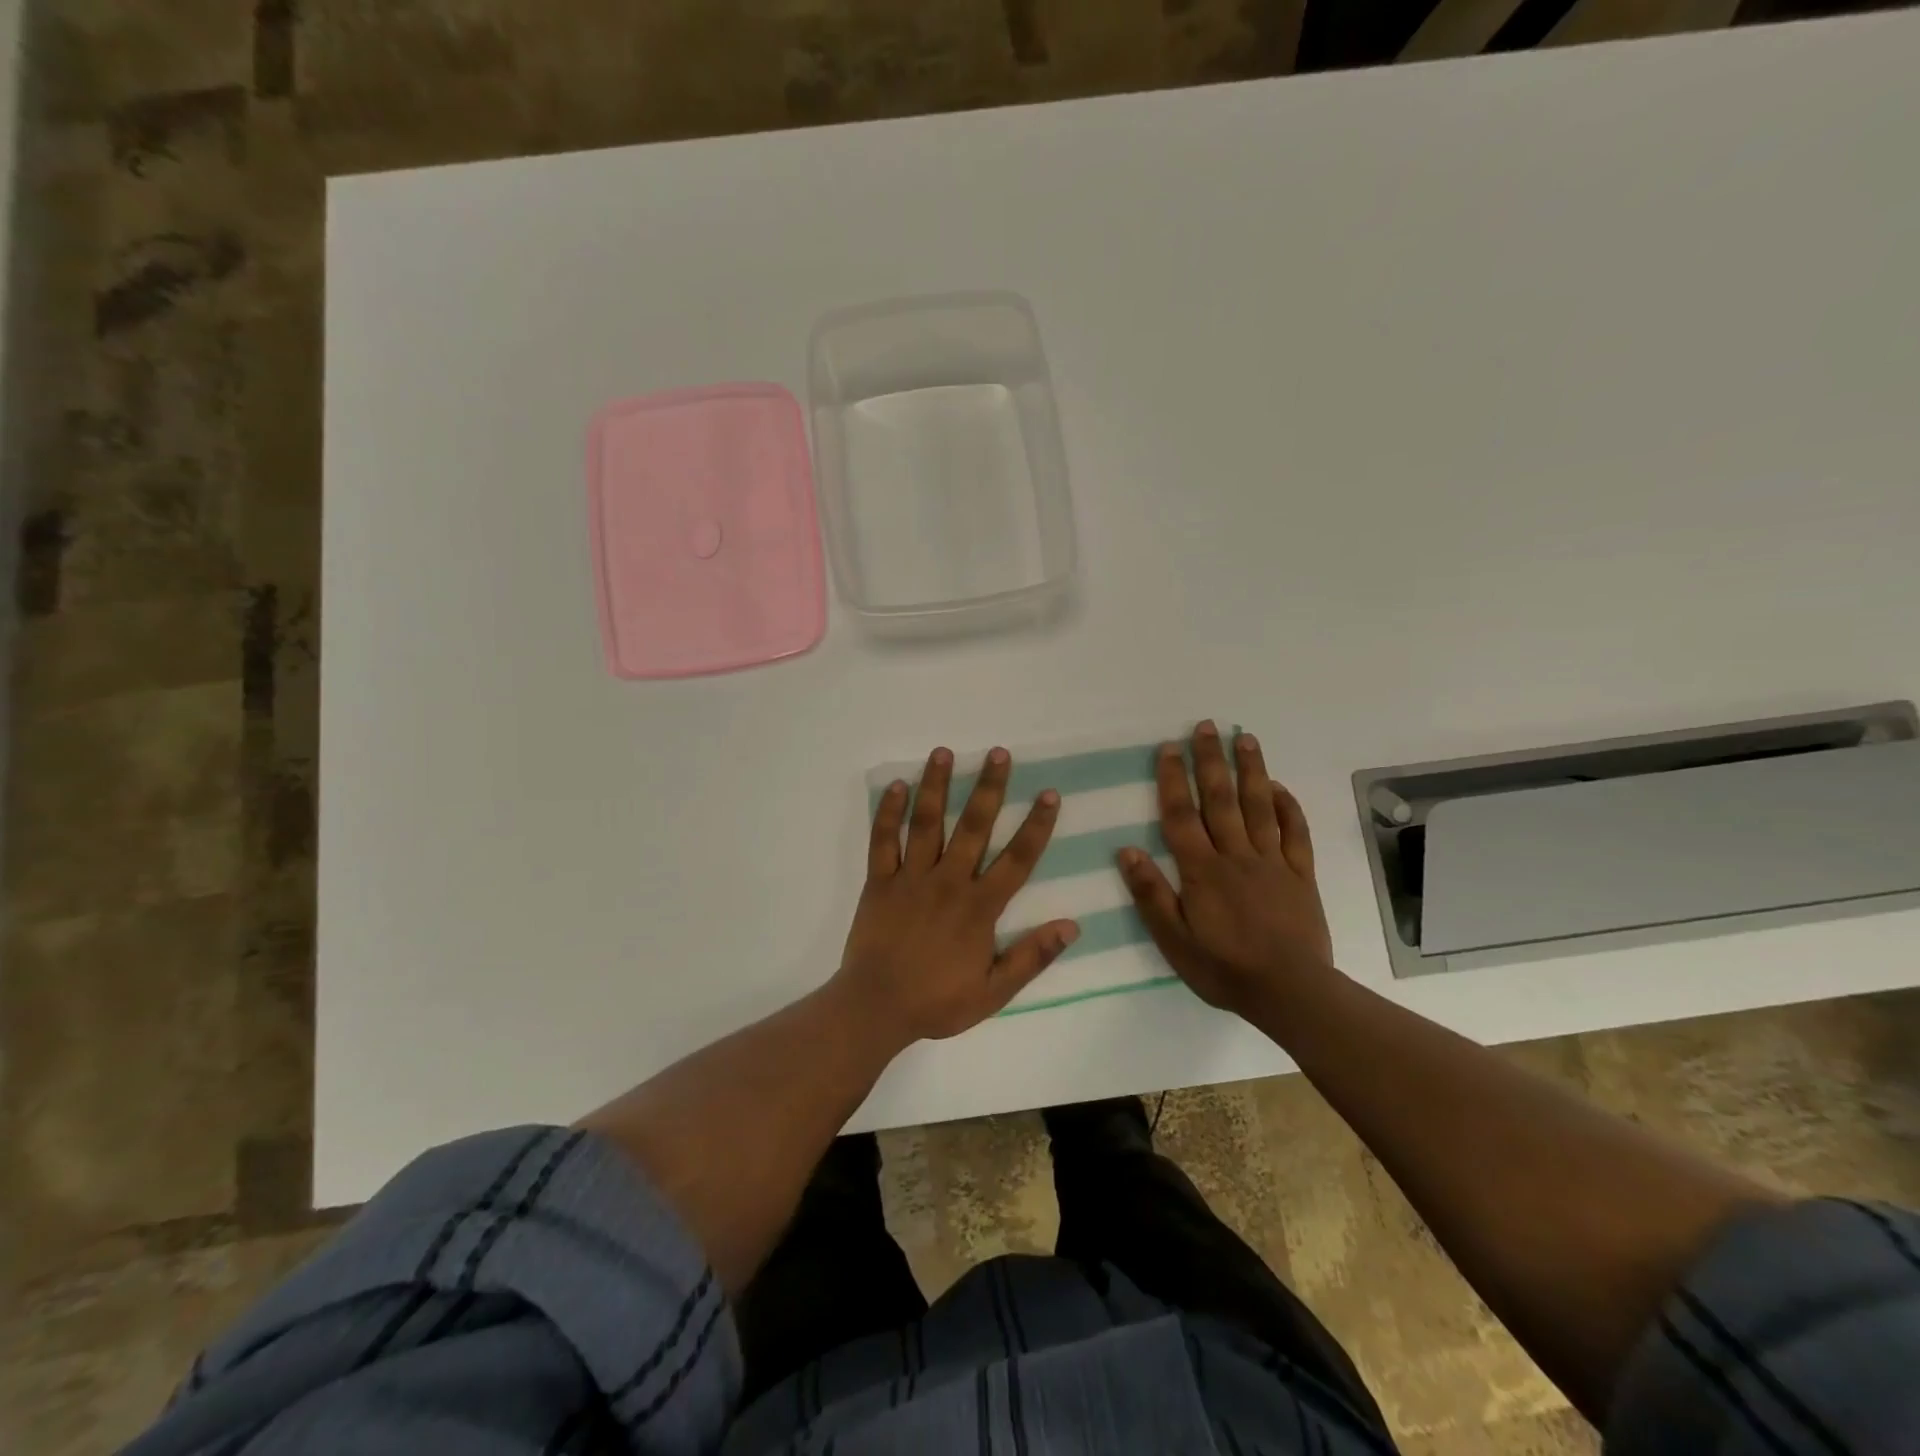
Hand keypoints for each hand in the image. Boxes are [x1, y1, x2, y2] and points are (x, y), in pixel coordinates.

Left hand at [835, 746, 1079, 1045]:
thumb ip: (1032, 956)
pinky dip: (888, 813)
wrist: (876, 1008)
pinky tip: (895, 786)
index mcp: (979, 907)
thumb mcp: (994, 991)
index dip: (1036, 825)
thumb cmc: (937, 1002)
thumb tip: (1072, 925)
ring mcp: (911, 877)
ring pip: (927, 823)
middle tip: (998, 753)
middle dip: (988, 788)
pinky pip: (883, 840)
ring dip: (936, 786)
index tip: (1049, 794)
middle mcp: (948, 881)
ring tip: (943, 752)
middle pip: (974, 826)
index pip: (1017, 859)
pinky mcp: (879, 881)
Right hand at [1117, 722, 1335, 1018]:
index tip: (1169, 748)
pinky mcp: (1301, 875)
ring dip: (1251, 770)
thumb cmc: (1224, 968)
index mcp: (1202, 871)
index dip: (1173, 779)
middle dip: (1211, 760)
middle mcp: (1236, 856)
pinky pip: (1295, 833)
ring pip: (1259, 807)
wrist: (1290, 992)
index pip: (1182, 815)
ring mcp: (1273, 862)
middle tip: (1206, 726)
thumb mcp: (1174, 940)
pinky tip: (1279, 788)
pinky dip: (1288, 807)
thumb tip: (1126, 851)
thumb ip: (1151, 895)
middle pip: (1221, 799)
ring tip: (1244, 738)